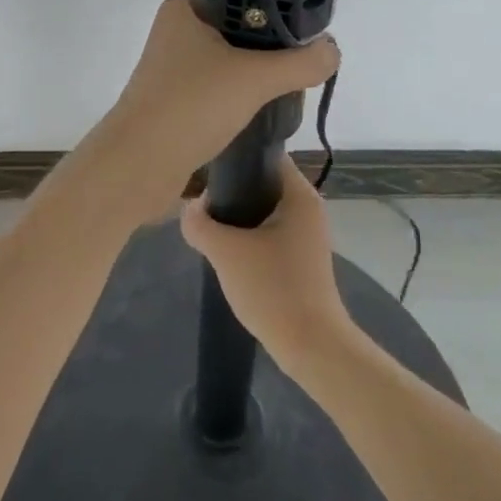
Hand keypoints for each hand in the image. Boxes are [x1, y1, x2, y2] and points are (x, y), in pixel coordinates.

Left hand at [108, 0, 338, 181]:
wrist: (139, 165)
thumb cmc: (191, 106)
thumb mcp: (255, 79)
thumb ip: (299, 63)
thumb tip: (332, 51)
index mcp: (185, 9)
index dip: (274, 2)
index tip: (308, 20)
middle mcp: (177, 31)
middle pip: (239, 27)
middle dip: (272, 42)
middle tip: (306, 56)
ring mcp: (175, 68)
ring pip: (230, 60)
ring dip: (258, 71)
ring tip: (292, 82)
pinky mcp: (178, 99)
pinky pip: (219, 87)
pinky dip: (242, 93)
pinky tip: (265, 106)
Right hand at [180, 156, 352, 371]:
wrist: (311, 345)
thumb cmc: (272, 288)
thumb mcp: (225, 251)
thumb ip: (199, 223)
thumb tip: (189, 208)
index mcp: (299, 194)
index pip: (266, 155)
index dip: (235, 157)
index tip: (206, 166)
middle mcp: (307, 207)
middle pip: (262, 182)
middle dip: (230, 189)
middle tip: (199, 197)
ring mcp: (306, 234)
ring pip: (263, 210)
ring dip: (236, 215)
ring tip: (206, 223)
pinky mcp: (300, 258)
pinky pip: (268, 233)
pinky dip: (247, 235)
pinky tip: (225, 250)